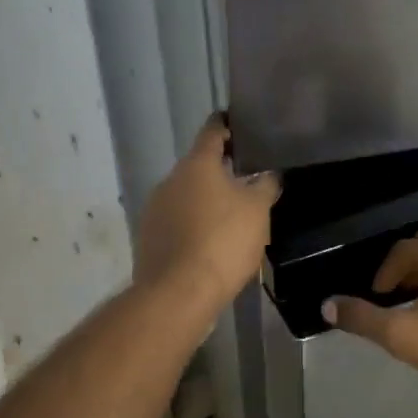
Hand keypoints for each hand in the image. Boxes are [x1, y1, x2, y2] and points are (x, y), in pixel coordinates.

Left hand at [135, 117, 280, 313]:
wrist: (179, 292)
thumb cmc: (223, 241)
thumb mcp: (257, 210)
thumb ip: (265, 185)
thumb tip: (269, 174)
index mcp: (196, 164)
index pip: (212, 130)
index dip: (227, 125)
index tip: (239, 125)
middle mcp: (170, 179)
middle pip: (198, 165)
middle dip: (220, 170)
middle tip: (246, 179)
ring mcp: (154, 208)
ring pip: (186, 194)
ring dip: (205, 200)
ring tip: (231, 215)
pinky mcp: (148, 237)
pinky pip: (176, 221)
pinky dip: (192, 224)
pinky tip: (210, 242)